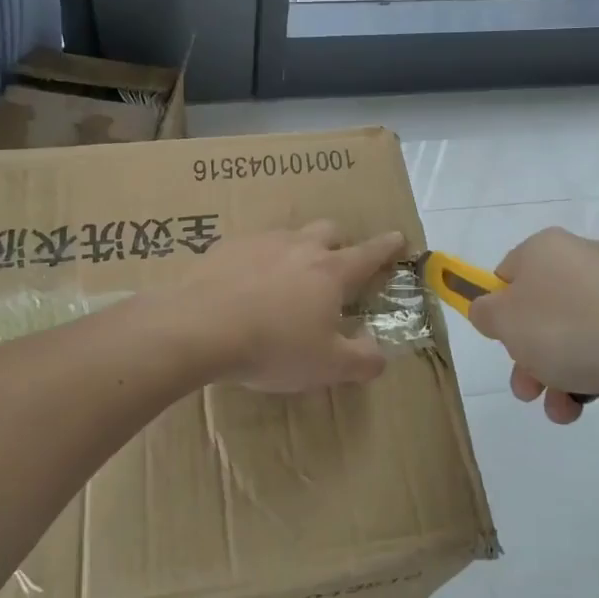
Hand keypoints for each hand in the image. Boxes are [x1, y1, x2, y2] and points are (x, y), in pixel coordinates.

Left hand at [188, 222, 405, 392]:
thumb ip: (362, 360)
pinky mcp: (226, 247)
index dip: (388, 246)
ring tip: (287, 279)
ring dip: (298, 250)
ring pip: (290, 235)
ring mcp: (261, 242)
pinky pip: (252, 246)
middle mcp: (300, 247)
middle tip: (337, 265)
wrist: (199, 327)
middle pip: (329, 231)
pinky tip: (245, 284)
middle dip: (340, 243)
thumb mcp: (327, 366)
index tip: (399, 237)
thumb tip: (380, 353)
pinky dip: (259, 260)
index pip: (369, 253)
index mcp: (331, 272)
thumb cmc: (273, 347)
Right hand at [466, 227, 598, 423]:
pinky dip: (586, 373)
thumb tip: (490, 310)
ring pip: (568, 333)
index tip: (500, 340)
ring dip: (553, 373)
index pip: (506, 274)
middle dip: (526, 354)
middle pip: (537, 309)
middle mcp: (580, 258)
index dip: (497, 310)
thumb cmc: (565, 328)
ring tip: (558, 408)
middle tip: (525, 386)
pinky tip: (581, 404)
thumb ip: (484, 312)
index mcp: (544, 247)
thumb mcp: (504, 321)